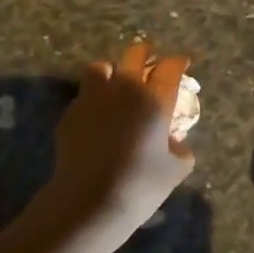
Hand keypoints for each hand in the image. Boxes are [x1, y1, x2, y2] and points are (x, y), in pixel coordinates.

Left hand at [47, 40, 195, 247]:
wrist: (89, 200)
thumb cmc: (140, 185)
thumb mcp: (175, 170)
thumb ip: (180, 149)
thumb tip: (174, 141)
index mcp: (155, 99)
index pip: (171, 68)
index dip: (179, 63)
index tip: (183, 63)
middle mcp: (125, 89)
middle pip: (135, 54)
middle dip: (145, 52)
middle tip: (150, 58)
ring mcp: (93, 98)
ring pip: (101, 67)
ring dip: (112, 71)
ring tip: (116, 83)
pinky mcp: (70, 114)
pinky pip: (84, 95)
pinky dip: (94, 98)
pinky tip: (98, 116)